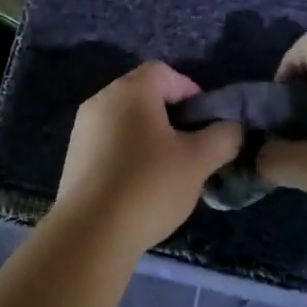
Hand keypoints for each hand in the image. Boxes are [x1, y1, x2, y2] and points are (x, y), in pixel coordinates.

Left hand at [54, 62, 242, 251]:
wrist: (90, 234)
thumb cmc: (148, 187)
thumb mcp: (199, 161)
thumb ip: (223, 137)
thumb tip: (232, 128)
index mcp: (129, 91)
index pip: (165, 72)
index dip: (192, 91)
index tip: (207, 123)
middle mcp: (100, 101)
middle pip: (144, 95)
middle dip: (173, 116)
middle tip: (193, 148)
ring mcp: (82, 130)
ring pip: (126, 121)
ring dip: (151, 137)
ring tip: (170, 171)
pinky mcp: (73, 158)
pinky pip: (109, 143)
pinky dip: (129, 154)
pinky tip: (141, 186)